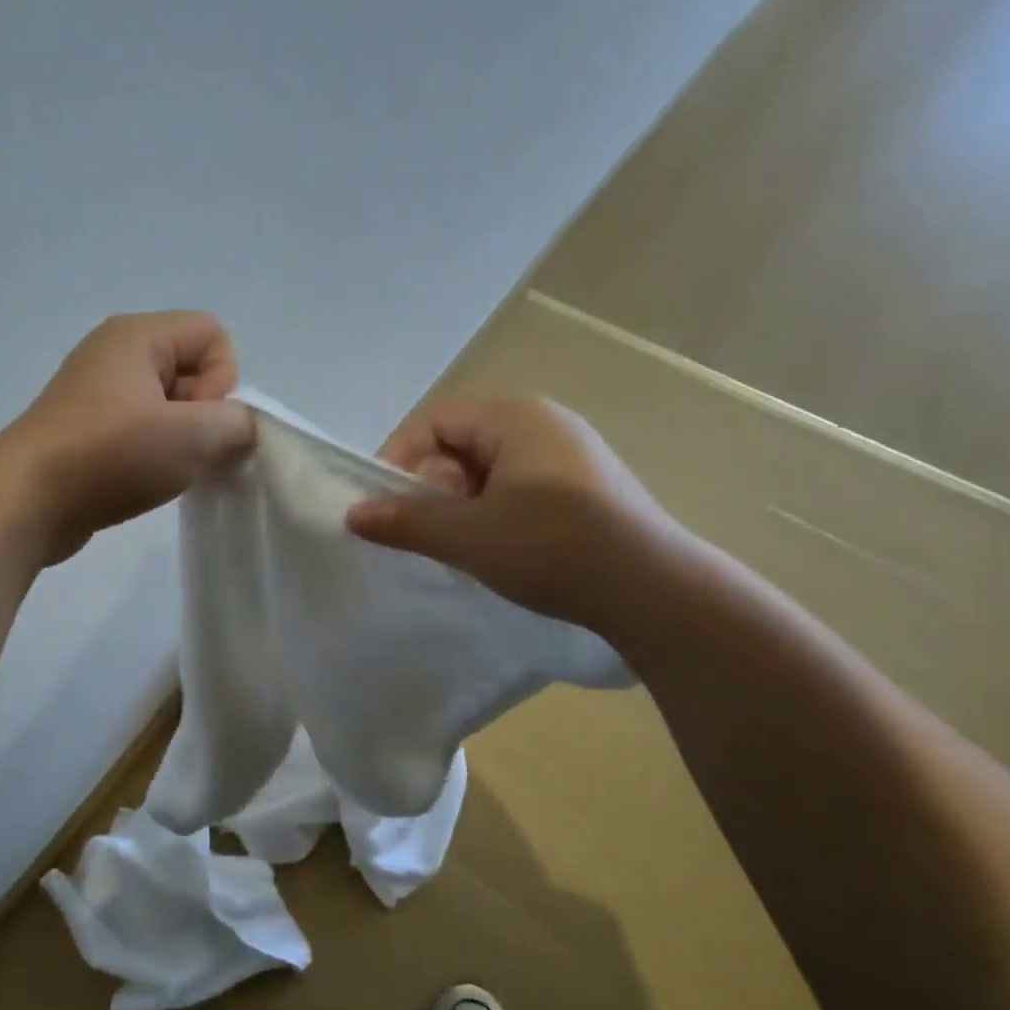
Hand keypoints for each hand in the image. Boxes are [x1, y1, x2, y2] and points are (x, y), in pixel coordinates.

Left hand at [10, 311, 254, 561]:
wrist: (26, 503)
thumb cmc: (111, 456)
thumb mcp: (193, 437)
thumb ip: (238, 425)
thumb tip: (239, 430)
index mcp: (137, 336)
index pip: (213, 334)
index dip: (223, 379)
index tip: (199, 421)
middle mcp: (115, 354)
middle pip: (192, 369)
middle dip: (205, 414)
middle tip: (187, 454)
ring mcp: (97, 395)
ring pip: (169, 407)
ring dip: (182, 441)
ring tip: (166, 472)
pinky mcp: (87, 432)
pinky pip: (142, 431)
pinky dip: (154, 455)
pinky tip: (146, 482)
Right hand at [346, 394, 686, 632]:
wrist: (656, 592)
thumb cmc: (553, 548)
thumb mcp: (468, 536)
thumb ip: (405, 521)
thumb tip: (353, 514)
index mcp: (516, 417)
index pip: (436, 420)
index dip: (401, 457)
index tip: (387, 503)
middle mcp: (545, 424)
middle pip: (462, 443)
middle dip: (436, 486)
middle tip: (437, 530)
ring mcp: (571, 455)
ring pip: (490, 470)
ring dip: (464, 505)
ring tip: (466, 546)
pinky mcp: (587, 488)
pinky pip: (519, 487)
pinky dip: (495, 512)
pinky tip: (502, 550)